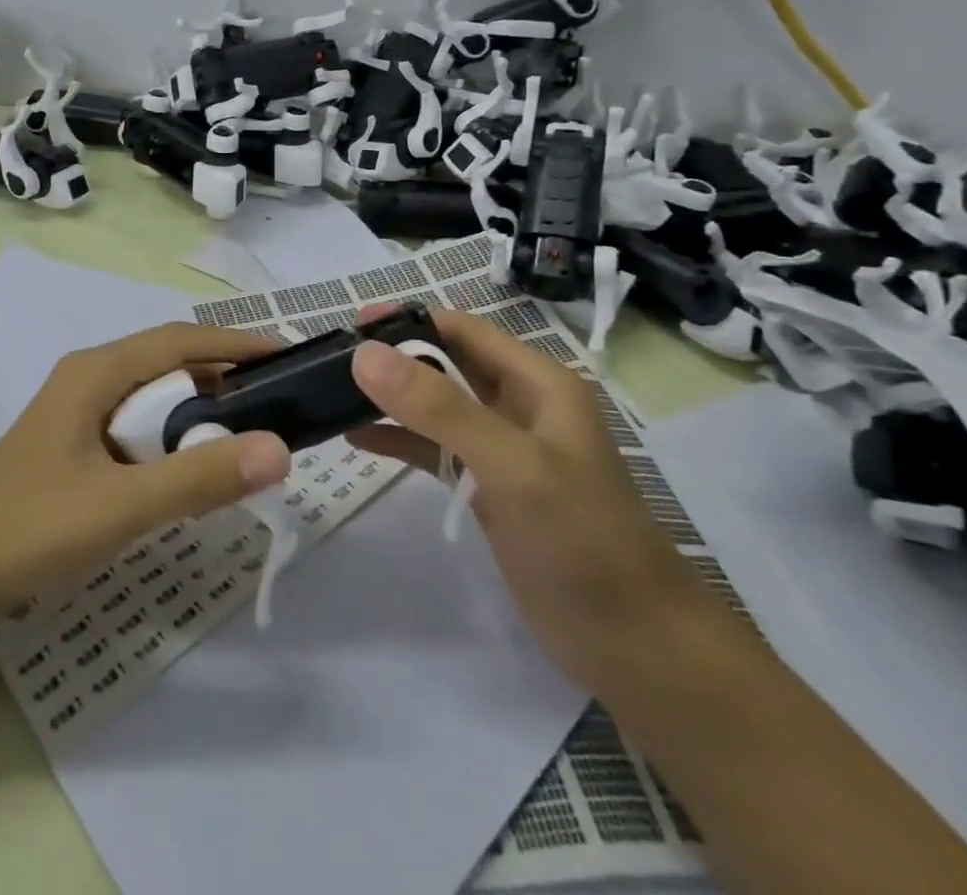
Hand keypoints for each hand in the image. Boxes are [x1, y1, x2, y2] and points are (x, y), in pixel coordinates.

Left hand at [0, 323, 293, 634]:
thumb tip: (278, 449)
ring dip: (197, 415)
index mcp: (96, 372)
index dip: (237, 343)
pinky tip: (188, 474)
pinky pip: (136, 430)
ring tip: (245, 440)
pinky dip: (170, 442)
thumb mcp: (121, 505)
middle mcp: (88, 379)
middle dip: (223, 381)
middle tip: (276, 408)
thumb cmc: (27, 529)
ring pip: (152, 399)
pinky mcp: (73, 448)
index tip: (288, 356)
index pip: (182, 340)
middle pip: (169, 365)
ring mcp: (77, 414)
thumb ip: (199, 478)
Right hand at [348, 307, 720, 691]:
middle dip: (393, 358)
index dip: (409, 321)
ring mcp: (503, 450)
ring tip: (333, 394)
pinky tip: (357, 439)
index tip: (350, 324)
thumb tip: (365, 354)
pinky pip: (435, 450)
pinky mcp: (489, 489)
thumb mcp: (511, 464)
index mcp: (537, 383)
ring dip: (390, 399)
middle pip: (446, 364)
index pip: (463, 331)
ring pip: (436, 407)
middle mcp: (519, 406)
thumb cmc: (581, 540)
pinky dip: (399, 440)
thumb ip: (439, 408)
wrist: (635, 646)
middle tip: (331, 359)